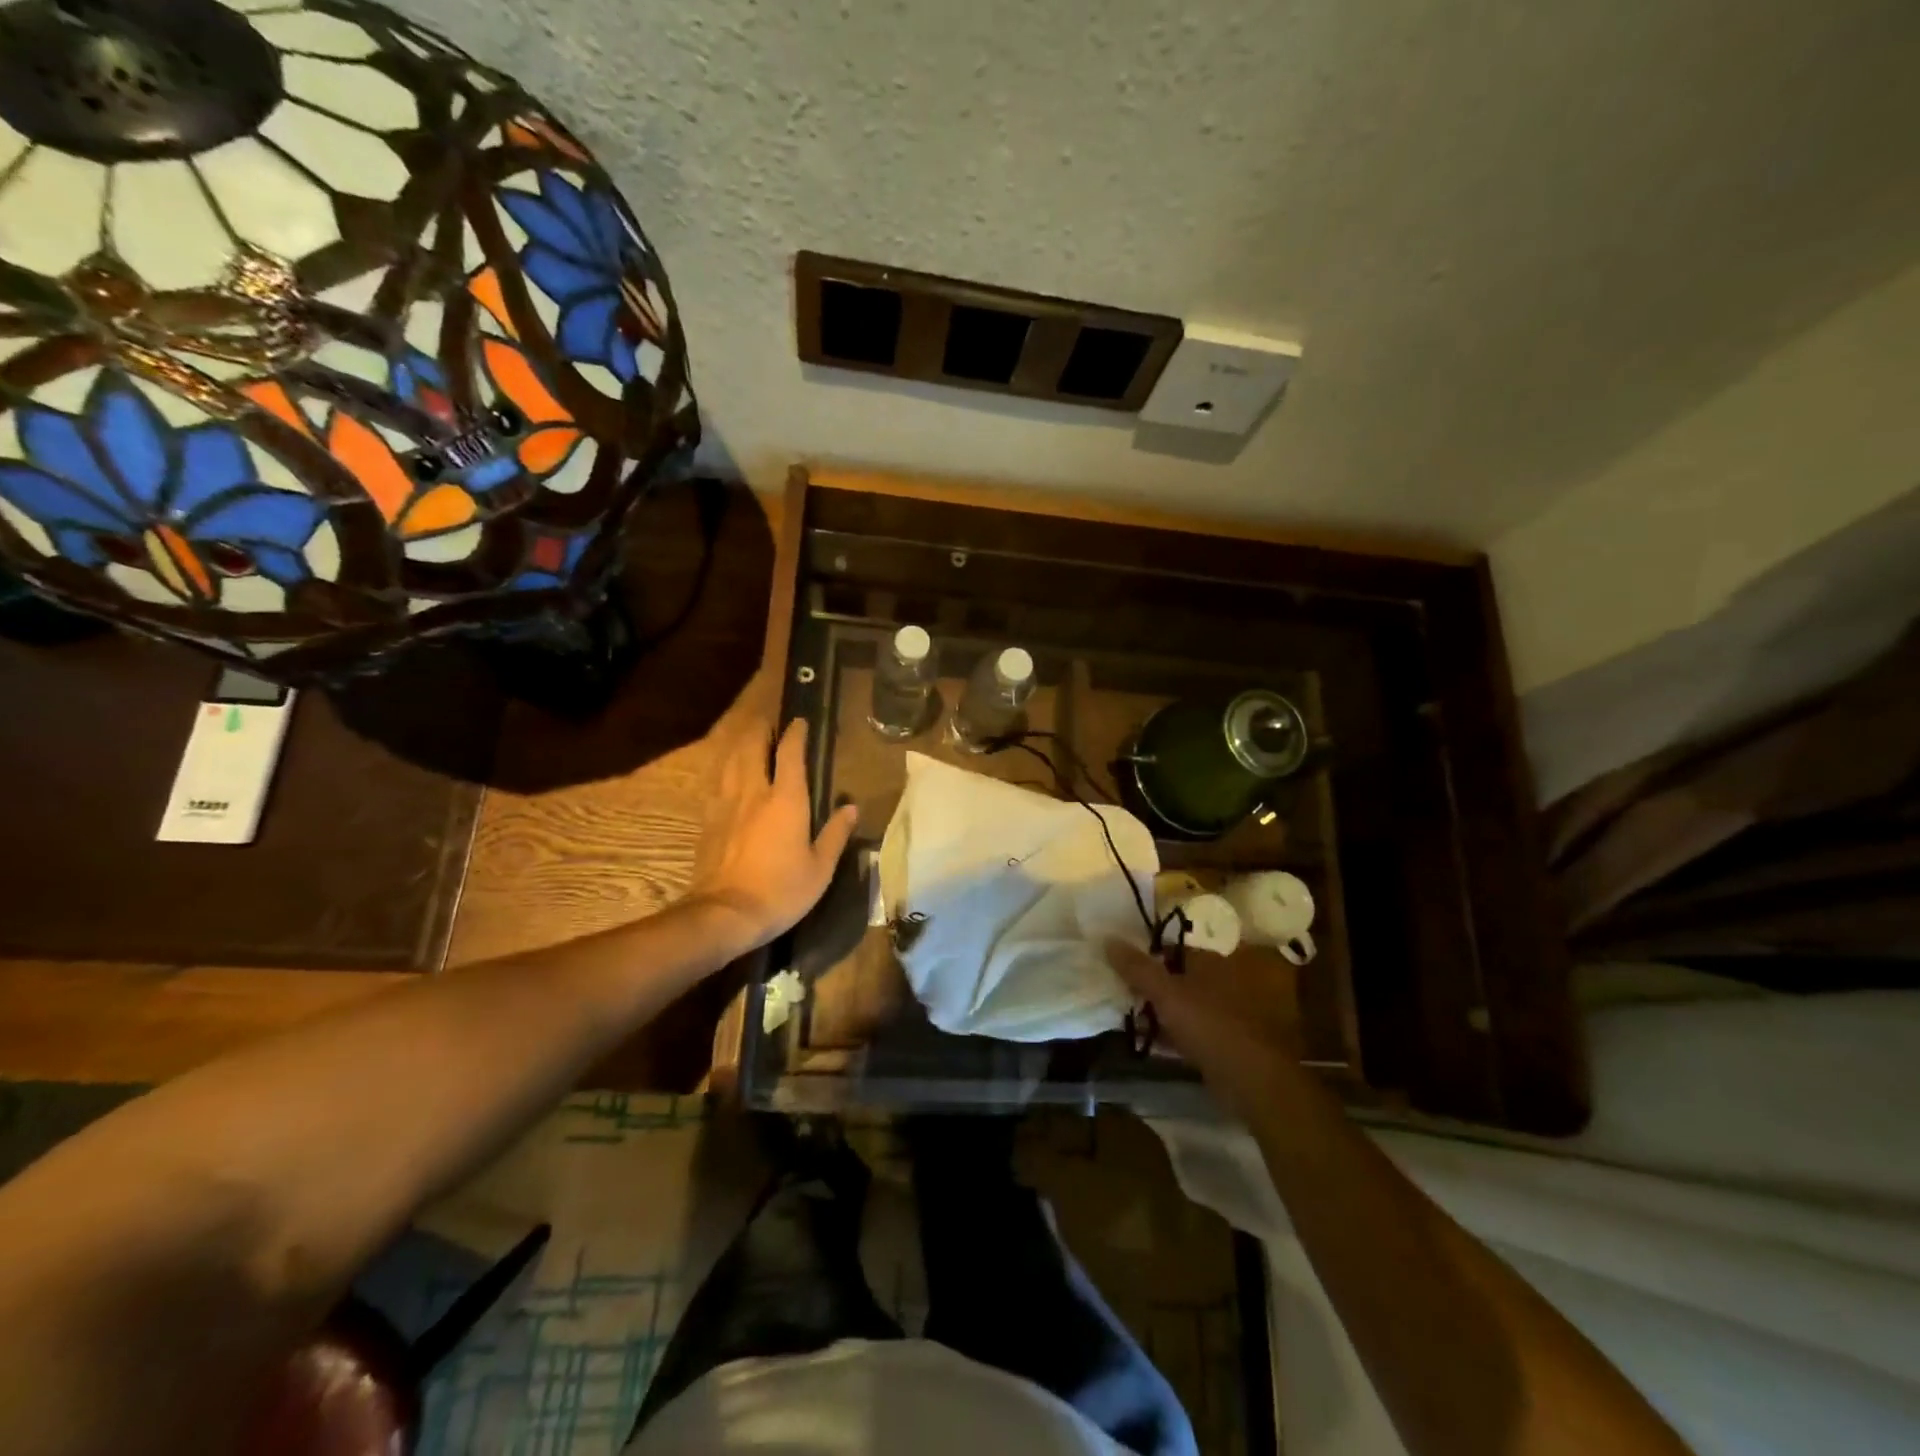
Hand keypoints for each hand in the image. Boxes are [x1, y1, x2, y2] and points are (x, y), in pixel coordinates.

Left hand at [687, 717, 859, 954]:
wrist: (726, 914)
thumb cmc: (781, 891)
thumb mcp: (821, 868)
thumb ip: (835, 833)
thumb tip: (851, 807)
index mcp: (786, 799)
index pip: (790, 752)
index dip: (796, 732)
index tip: (801, 721)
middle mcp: (754, 791)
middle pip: (752, 745)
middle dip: (762, 728)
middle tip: (771, 723)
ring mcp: (726, 803)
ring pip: (730, 759)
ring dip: (741, 743)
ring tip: (749, 739)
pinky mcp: (708, 819)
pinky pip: (717, 781)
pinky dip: (725, 768)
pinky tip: (727, 773)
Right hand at [1106, 940, 1303, 1115]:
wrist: (1250, 1079)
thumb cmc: (1208, 1025)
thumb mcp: (1166, 993)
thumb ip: (1137, 968)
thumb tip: (1108, 938)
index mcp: (1209, 962)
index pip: (1170, 947)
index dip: (1144, 953)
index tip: (1117, 962)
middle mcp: (1217, 982)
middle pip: (1174, 976)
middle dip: (1147, 984)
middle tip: (1117, 989)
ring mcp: (1220, 1013)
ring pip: (1179, 1005)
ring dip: (1156, 1010)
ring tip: (1124, 1013)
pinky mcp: (1218, 1042)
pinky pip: (1186, 1031)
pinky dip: (1167, 1033)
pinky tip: (1145, 1040)